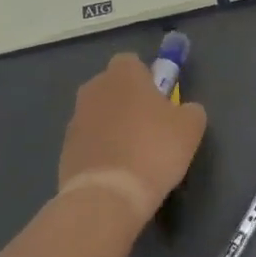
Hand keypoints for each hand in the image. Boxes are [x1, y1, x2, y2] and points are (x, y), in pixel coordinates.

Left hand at [57, 53, 207, 223]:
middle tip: (150, 126)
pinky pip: (89, 141)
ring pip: (99, 114)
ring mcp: (75, 120)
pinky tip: (118, 171)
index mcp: (123, 75)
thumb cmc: (155, 149)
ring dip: (113, 126)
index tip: (159, 99)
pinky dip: (101, 150)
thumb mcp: (191, 127)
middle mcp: (94, 89)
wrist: (109, 195)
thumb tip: (183, 110)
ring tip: (134, 154)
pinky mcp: (65, 149)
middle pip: (112, 86)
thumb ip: (189, 109)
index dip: (147, 77)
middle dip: (127, 100)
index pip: (131, 61)